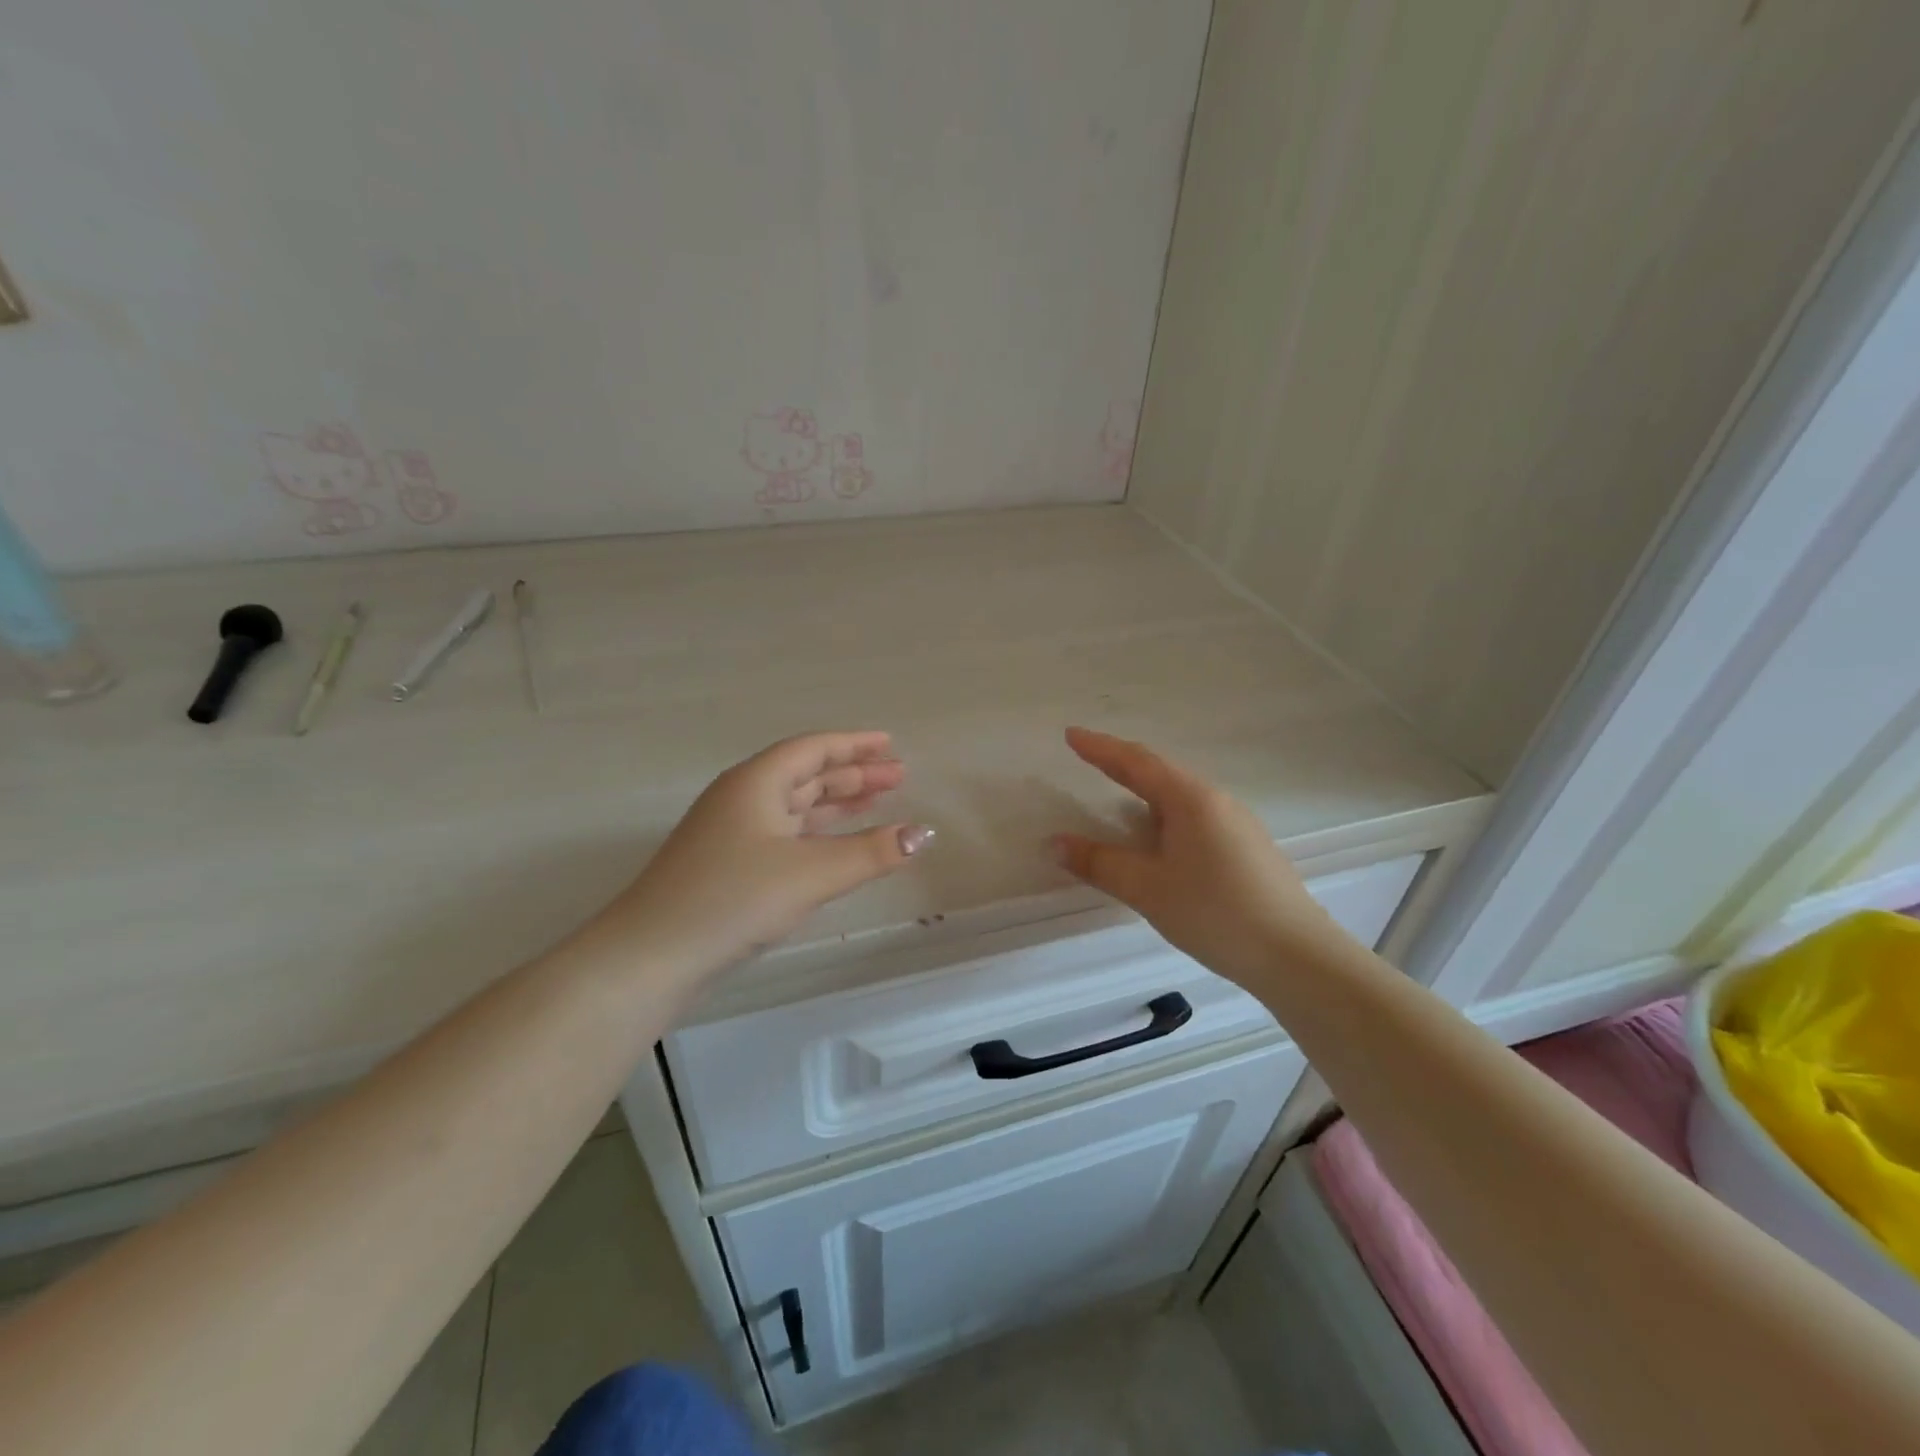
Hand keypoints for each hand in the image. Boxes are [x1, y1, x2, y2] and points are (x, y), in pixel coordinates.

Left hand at [593, 731, 932, 976]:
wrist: (650, 956)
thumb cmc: (732, 899)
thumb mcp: (811, 873)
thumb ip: (871, 852)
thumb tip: (923, 833)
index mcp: (756, 783)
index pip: (813, 750)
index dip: (854, 745)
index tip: (891, 744)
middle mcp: (743, 799)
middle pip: (806, 775)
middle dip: (854, 775)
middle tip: (899, 777)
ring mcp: (732, 833)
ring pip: (796, 806)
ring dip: (837, 803)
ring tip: (878, 804)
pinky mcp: (729, 866)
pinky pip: (786, 834)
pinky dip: (818, 833)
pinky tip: (837, 846)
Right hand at [1051, 727, 1351, 989]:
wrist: (1297, 956)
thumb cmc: (1215, 913)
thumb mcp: (1148, 889)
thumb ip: (1099, 863)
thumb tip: (1054, 842)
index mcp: (1190, 799)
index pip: (1135, 762)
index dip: (1100, 748)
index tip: (1071, 734)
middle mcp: (1216, 801)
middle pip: (1160, 772)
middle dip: (1121, 765)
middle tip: (1088, 758)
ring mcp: (1236, 823)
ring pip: (1180, 797)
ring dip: (1145, 792)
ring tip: (1117, 796)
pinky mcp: (1247, 847)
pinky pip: (1195, 817)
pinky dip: (1165, 817)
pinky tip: (1160, 840)